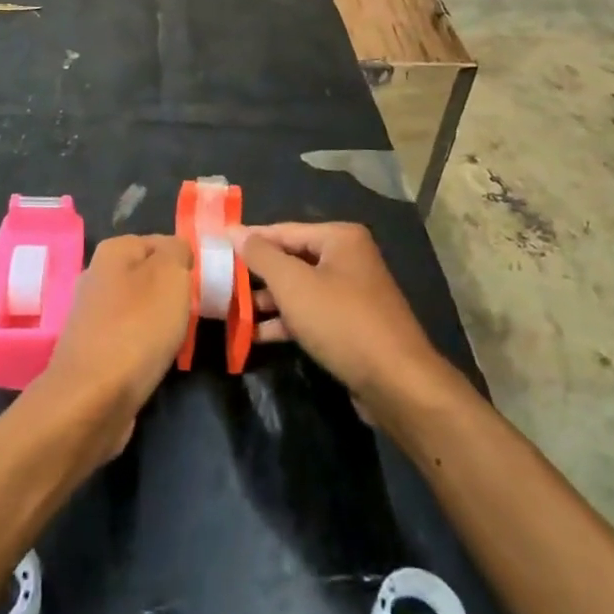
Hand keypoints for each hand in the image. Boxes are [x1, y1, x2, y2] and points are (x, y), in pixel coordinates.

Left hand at [32, 234, 191, 460]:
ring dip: (159, 322)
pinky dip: (143, 348)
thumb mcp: (170, 275)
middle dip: (172, 293)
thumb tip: (176, 251)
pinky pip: (128, 338)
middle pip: (148, 276)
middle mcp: (96, 276)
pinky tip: (154, 361)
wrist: (92, 399)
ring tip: (176, 341)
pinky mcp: (91, 350)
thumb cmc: (137, 328)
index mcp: (113, 250)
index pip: (161, 242)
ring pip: (139, 308)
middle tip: (192, 313)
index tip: (201, 286)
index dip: (185, 262)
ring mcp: (90, 315)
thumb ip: (178, 251)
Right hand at [233, 222, 453, 425]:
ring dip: (268, 301)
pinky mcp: (352, 325)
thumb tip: (232, 230)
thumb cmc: (341, 321)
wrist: (397, 384)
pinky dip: (286, 321)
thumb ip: (260, 255)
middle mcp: (348, 258)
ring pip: (300, 289)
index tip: (215, 248)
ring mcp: (352, 293)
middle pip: (291, 259)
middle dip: (257, 275)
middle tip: (220, 283)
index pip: (283, 230)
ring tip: (231, 312)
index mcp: (339, 238)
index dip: (249, 240)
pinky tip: (257, 336)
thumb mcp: (293, 285)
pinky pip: (311, 313)